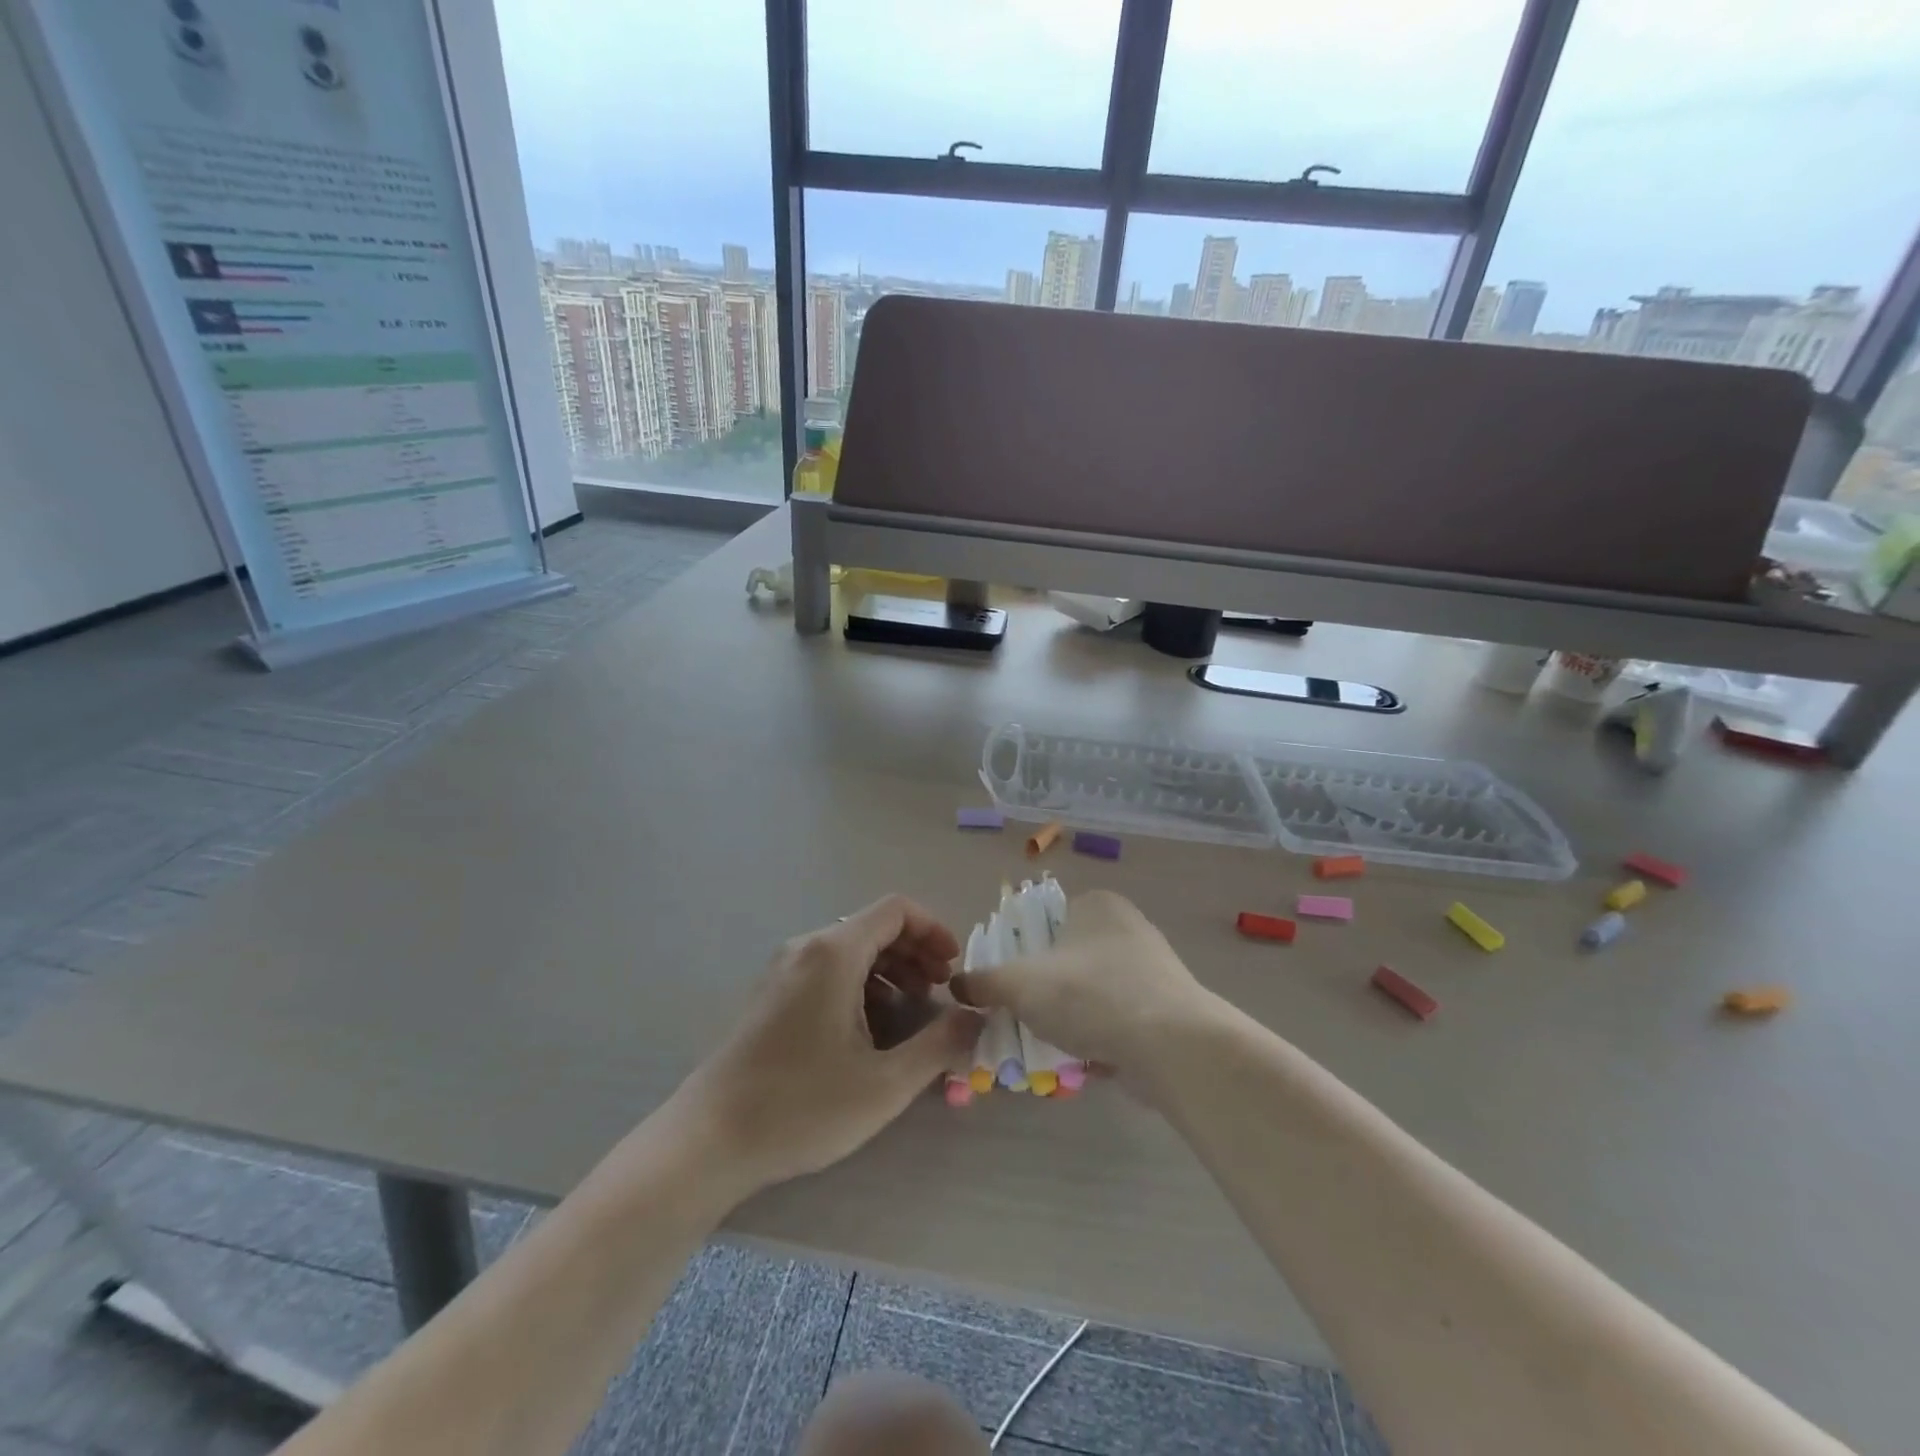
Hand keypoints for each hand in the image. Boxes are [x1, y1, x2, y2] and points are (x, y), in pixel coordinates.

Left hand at [673, 896, 981, 1197]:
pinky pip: (827, 969)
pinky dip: (860, 983)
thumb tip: (977, 1017)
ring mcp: (783, 969)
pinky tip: (868, 1027)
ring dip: (889, 969)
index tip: (954, 968)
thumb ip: (940, 1045)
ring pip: (850, 949)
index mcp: (834, 952)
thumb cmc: (801, 1107)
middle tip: (940, 991)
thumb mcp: (885, 1084)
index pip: (896, 910)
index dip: (933, 930)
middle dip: (915, 952)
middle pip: (873, 927)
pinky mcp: (770, 994)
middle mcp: (807, 947)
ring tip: (911, 1010)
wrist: (708, 1139)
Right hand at [951, 890, 1220, 1079]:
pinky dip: (1098, 1035)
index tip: (1004, 984)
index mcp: (1096, 903)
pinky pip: (1117, 1018)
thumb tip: (958, 984)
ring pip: (1091, 991)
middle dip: (1043, 990)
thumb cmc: (1090, 995)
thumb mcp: (1021, 984)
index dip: (1018, 950)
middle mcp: (1127, 927)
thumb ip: (985, 981)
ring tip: (1045, 1044)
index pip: (1044, 918)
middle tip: (1020, 1017)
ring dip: (1069, 1016)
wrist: (1173, 1046)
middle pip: (1066, 958)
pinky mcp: (1166, 1009)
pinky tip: (1082, 1059)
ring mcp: (1151, 968)